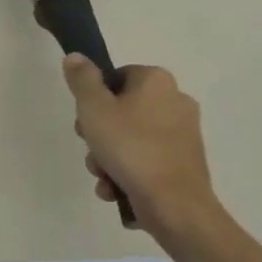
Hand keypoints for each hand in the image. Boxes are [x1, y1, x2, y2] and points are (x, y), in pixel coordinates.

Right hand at [62, 57, 215, 233]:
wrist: (174, 204)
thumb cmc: (130, 147)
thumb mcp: (93, 108)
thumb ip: (82, 80)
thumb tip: (76, 57)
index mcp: (157, 81)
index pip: (116, 77)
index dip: (94, 97)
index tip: (85, 119)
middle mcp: (176, 101)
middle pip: (121, 110)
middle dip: (98, 134)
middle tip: (91, 148)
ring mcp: (183, 135)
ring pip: (130, 138)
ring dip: (108, 158)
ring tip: (102, 176)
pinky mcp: (184, 164)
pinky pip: (145, 160)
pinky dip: (127, 172)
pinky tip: (115, 189)